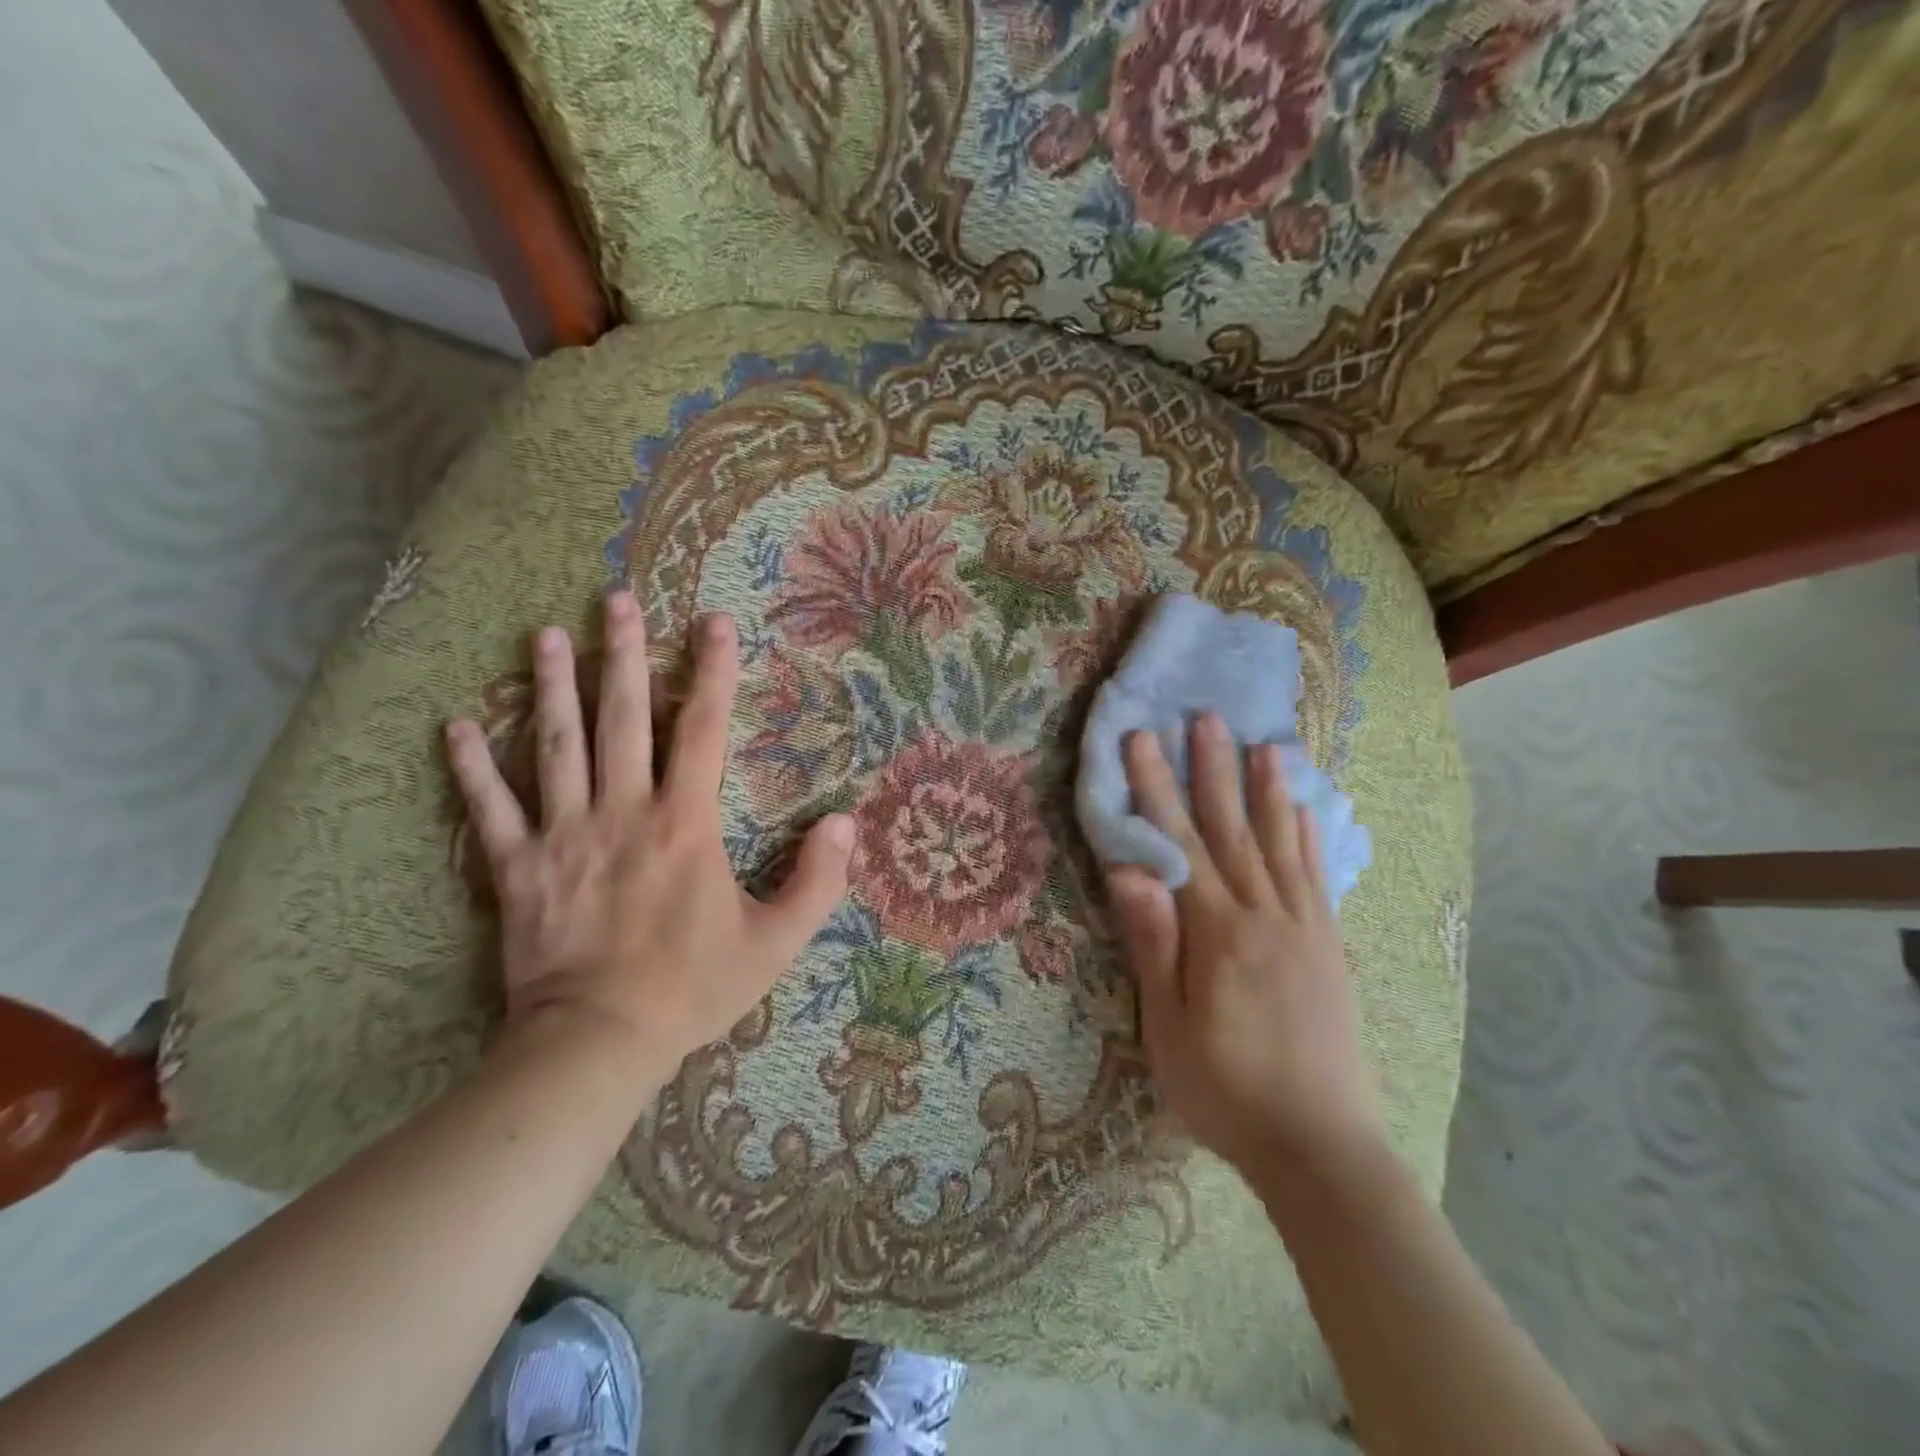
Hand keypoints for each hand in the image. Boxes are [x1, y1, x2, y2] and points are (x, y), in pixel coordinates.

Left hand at [446, 591, 853, 1086]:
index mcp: (685, 823)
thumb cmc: (694, 988)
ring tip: (545, 635)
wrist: (598, 1042)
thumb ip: (819, 881)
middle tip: (615, 599)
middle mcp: (623, 812)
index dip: (712, 673)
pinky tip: (459, 725)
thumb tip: (847, 822)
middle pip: (622, 718)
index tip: (713, 623)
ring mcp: (564, 836)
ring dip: (552, 687)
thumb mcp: (776, 941)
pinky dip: (474, 767)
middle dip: (622, 654)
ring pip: (556, 746)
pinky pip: (491, 809)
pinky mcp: (517, 868)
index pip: (704, 730)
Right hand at [1105, 713, 1382, 1183]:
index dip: (1156, 789)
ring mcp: (1305, 928)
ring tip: (1266, 743)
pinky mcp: (1329, 946)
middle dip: (1213, 770)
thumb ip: (1153, 943)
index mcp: (1218, 933)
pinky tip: (1309, 810)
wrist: (1320, 1147)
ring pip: (1283, 843)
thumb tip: (1129, 870)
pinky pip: (1317, 877)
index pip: (1179, 844)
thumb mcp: (1167, 1026)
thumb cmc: (1225, 1089)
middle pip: (1232, 830)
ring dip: (1269, 790)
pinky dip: (1311, 836)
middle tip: (1206, 716)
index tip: (1142, 740)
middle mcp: (1265, 915)